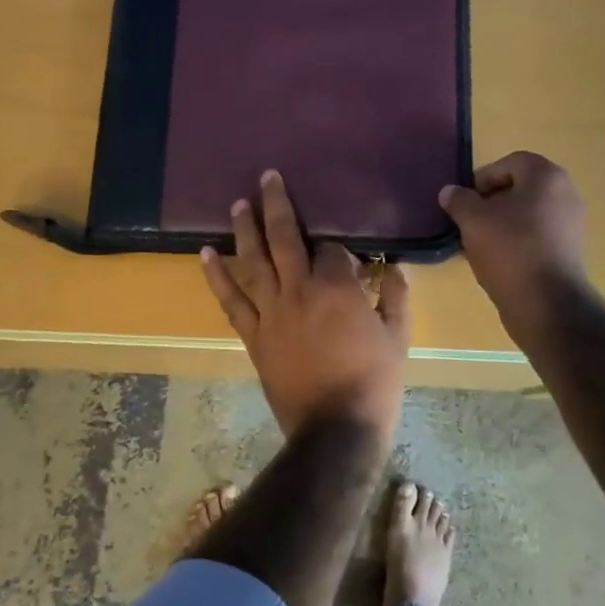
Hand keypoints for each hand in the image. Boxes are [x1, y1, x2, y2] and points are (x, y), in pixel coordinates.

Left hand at [201, 170, 410, 439]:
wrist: (335, 430)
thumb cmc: (374, 383)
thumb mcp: (398, 338)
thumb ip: (396, 298)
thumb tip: (393, 271)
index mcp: (337, 288)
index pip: (333, 249)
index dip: (339, 248)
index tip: (346, 258)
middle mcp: (299, 290)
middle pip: (286, 237)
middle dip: (278, 204)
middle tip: (268, 176)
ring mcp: (272, 312)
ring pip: (254, 261)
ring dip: (245, 229)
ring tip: (239, 203)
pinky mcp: (254, 335)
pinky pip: (231, 301)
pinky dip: (217, 276)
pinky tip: (205, 253)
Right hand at [439, 152, 588, 334]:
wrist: (547, 304)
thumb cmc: (510, 250)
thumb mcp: (473, 221)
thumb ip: (459, 200)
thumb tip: (450, 192)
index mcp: (547, 176)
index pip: (509, 163)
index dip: (482, 179)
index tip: (465, 203)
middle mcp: (566, 193)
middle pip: (520, 188)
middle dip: (492, 203)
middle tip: (470, 222)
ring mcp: (572, 223)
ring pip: (528, 213)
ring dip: (502, 223)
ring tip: (481, 244)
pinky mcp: (570, 250)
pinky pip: (538, 235)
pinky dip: (518, 241)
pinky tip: (500, 261)